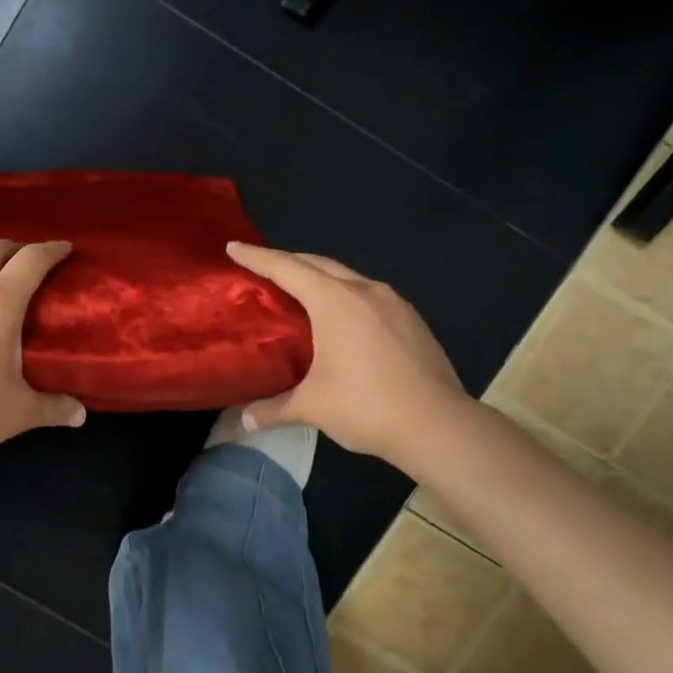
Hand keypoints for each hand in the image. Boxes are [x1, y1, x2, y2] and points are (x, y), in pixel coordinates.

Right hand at [227, 242, 466, 464]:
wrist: (438, 425)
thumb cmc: (367, 406)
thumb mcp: (312, 407)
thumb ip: (273, 409)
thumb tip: (243, 421)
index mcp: (333, 301)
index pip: (285, 268)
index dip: (256, 257)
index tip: (233, 247)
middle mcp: (363, 290)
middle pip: (317, 263)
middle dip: (288, 262)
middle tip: (263, 269)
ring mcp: (393, 302)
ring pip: (347, 277)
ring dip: (320, 278)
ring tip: (302, 293)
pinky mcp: (412, 319)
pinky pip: (369, 295)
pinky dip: (346, 296)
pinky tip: (343, 320)